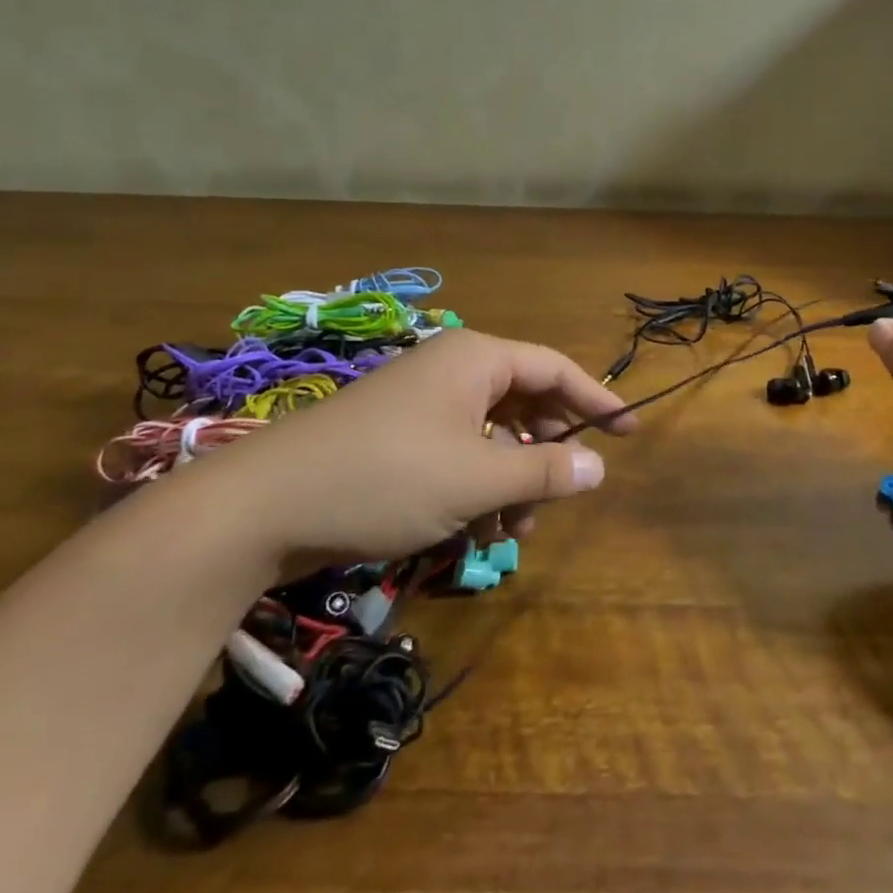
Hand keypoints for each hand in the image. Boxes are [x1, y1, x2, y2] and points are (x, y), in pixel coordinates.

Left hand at [170, 329, 634, 562]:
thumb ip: (545, 471)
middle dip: (547, 450)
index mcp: (476, 360)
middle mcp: (451, 371)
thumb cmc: (385, 478)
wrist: (263, 508)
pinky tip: (475, 531)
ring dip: (512, 479)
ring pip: (491, 435)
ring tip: (514, 530)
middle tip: (563, 491)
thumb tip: (600, 467)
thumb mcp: (477, 480)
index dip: (597, 399)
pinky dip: (477, 487)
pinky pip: (458, 453)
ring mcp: (421, 404)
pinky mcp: (397, 438)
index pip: (555, 369)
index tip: (630, 431)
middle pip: (524, 401)